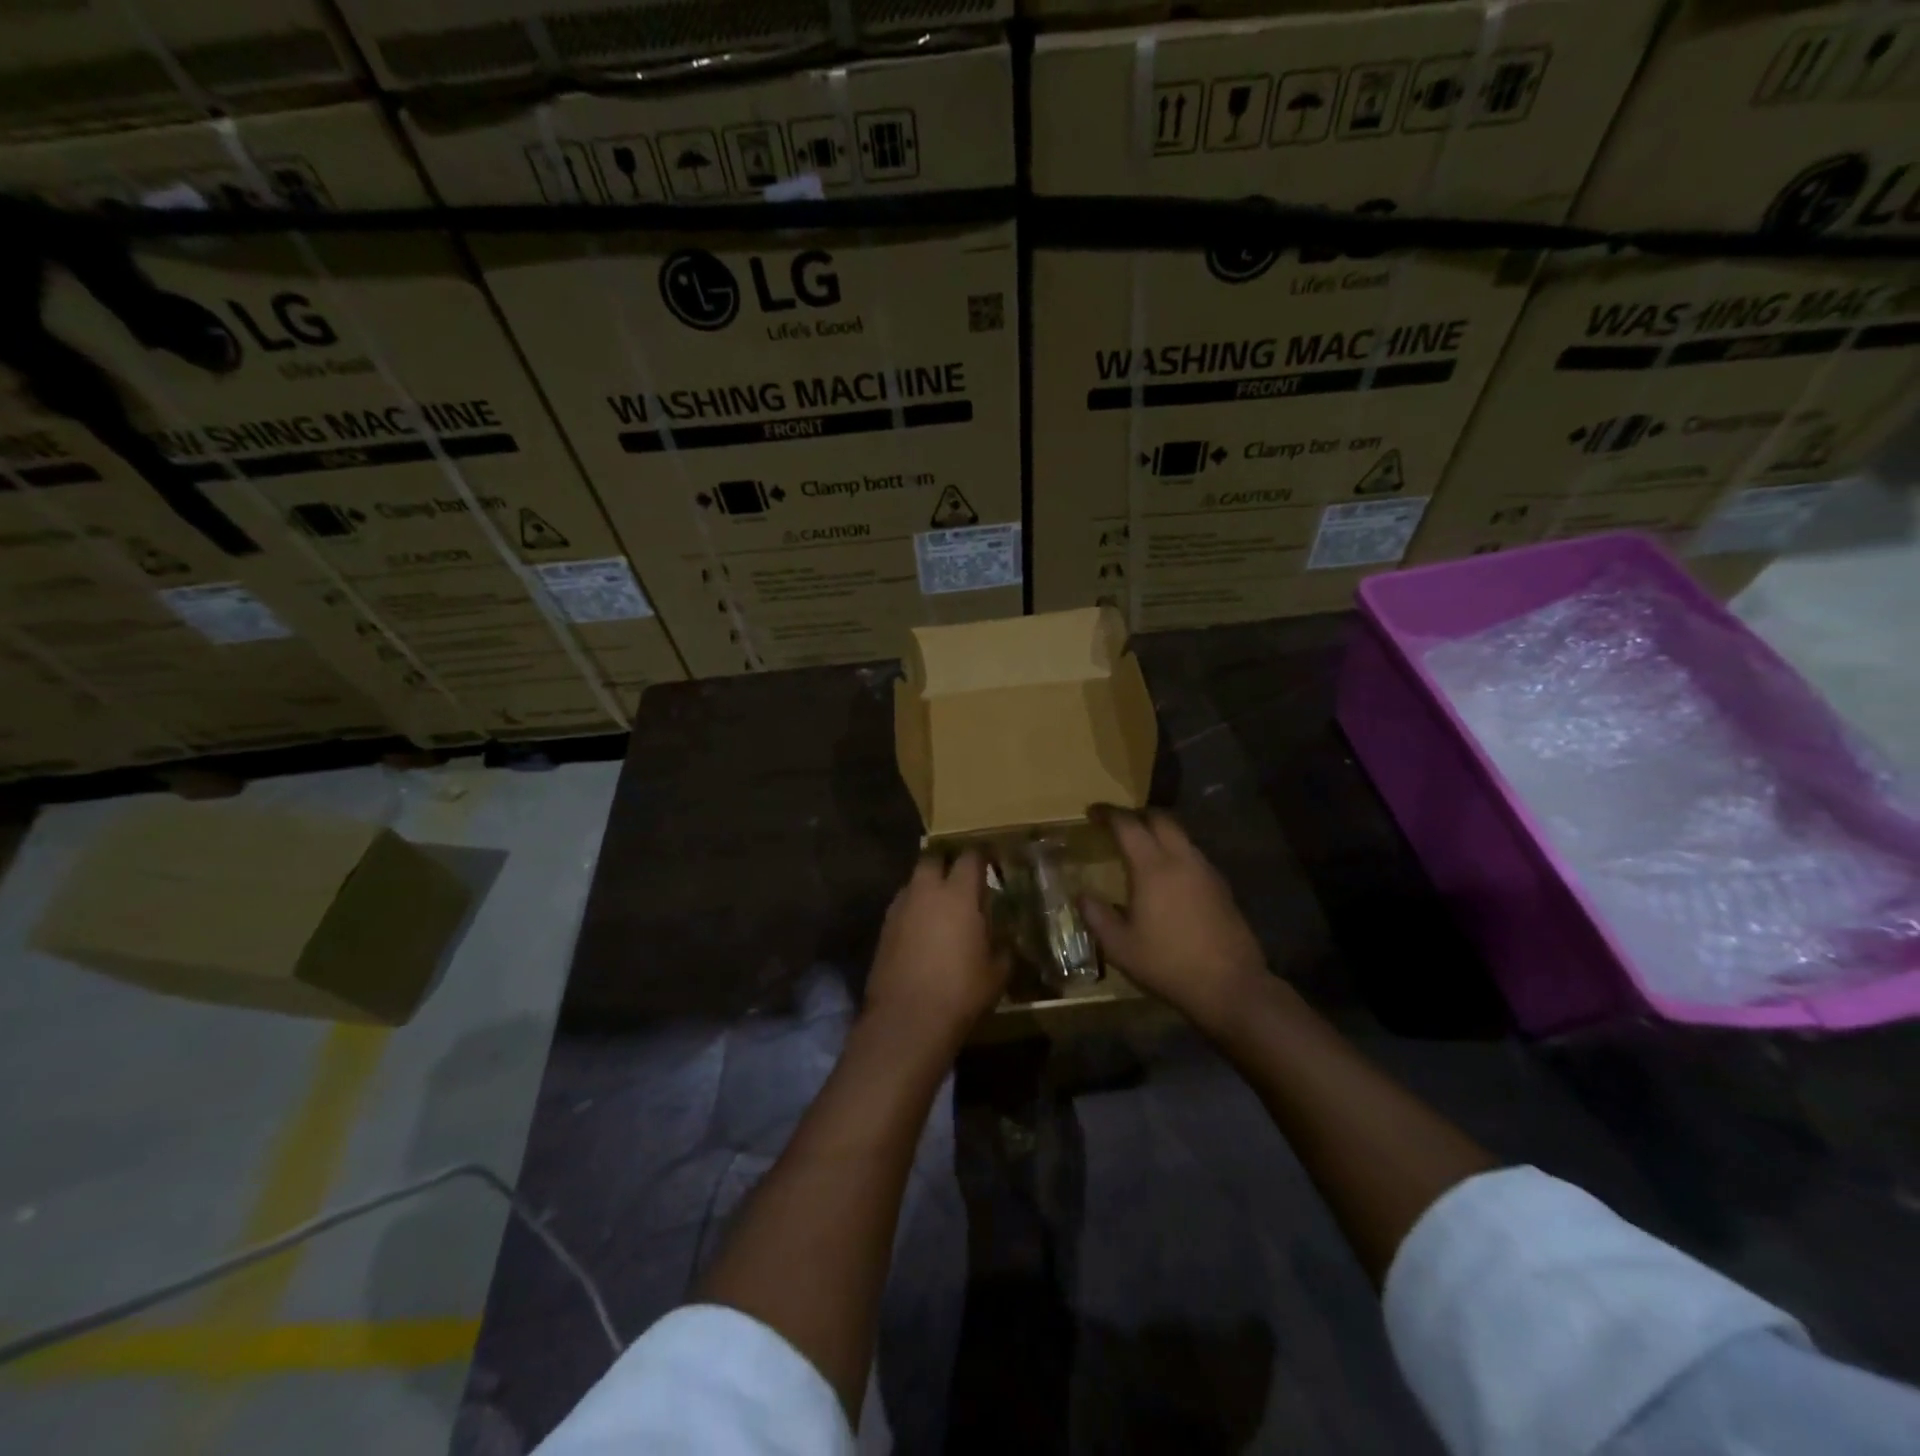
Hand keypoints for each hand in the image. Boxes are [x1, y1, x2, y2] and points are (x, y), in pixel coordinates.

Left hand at [864, 850, 1008, 1050]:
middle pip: (933, 859)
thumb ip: (1002, 949)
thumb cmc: (961, 992)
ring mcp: (900, 908)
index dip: (981, 857)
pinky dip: (913, 911)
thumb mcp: (996, 973)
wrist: (907, 1020)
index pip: (970, 858)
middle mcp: (926, 892)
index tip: (990, 863)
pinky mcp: (883, 928)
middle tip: (961, 880)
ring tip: (941, 907)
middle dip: (946, 864)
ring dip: (927, 888)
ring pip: (914, 883)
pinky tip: (922, 931)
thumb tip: (1005, 942)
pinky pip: (902, 907)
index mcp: (959, 894)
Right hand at [1081, 807, 1271, 1036]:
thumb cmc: (1168, 964)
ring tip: (1141, 848)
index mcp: (1152, 867)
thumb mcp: (1120, 946)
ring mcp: (1205, 870)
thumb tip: (1081, 894)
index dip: (1108, 813)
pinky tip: (1167, 875)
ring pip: (1180, 835)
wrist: (1230, 985)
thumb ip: (1097, 916)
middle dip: (1137, 814)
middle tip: (1118, 824)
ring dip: (1159, 831)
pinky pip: (1193, 854)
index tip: (1092, 812)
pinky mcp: (1221, 886)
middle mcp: (1181, 859)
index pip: (1128, 824)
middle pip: (1160, 818)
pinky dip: (1175, 851)